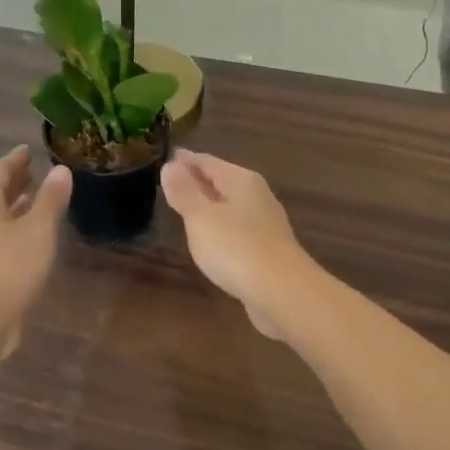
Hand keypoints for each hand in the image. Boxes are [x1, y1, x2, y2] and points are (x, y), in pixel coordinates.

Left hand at [0, 147, 71, 355]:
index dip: (16, 159)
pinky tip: (29, 236)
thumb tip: (60, 170)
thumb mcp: (39, 229)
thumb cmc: (10, 267)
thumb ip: (51, 198)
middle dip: (14, 181)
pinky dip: (12, 226)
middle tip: (34, 171)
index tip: (29, 150)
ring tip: (35, 199)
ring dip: (14, 205)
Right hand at [161, 151, 315, 342]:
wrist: (283, 292)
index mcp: (241, 181)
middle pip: (221, 181)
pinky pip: (236, 229)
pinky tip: (211, 239)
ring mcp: (265, 224)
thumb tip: (170, 165)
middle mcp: (257, 196)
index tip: (167, 157)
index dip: (185, 160)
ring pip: (230, 206)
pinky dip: (220, 227)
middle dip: (198, 180)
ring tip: (187, 208)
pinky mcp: (267, 250)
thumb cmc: (236, 248)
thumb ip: (184, 192)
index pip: (207, 161)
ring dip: (209, 205)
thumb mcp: (201, 217)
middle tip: (172, 181)